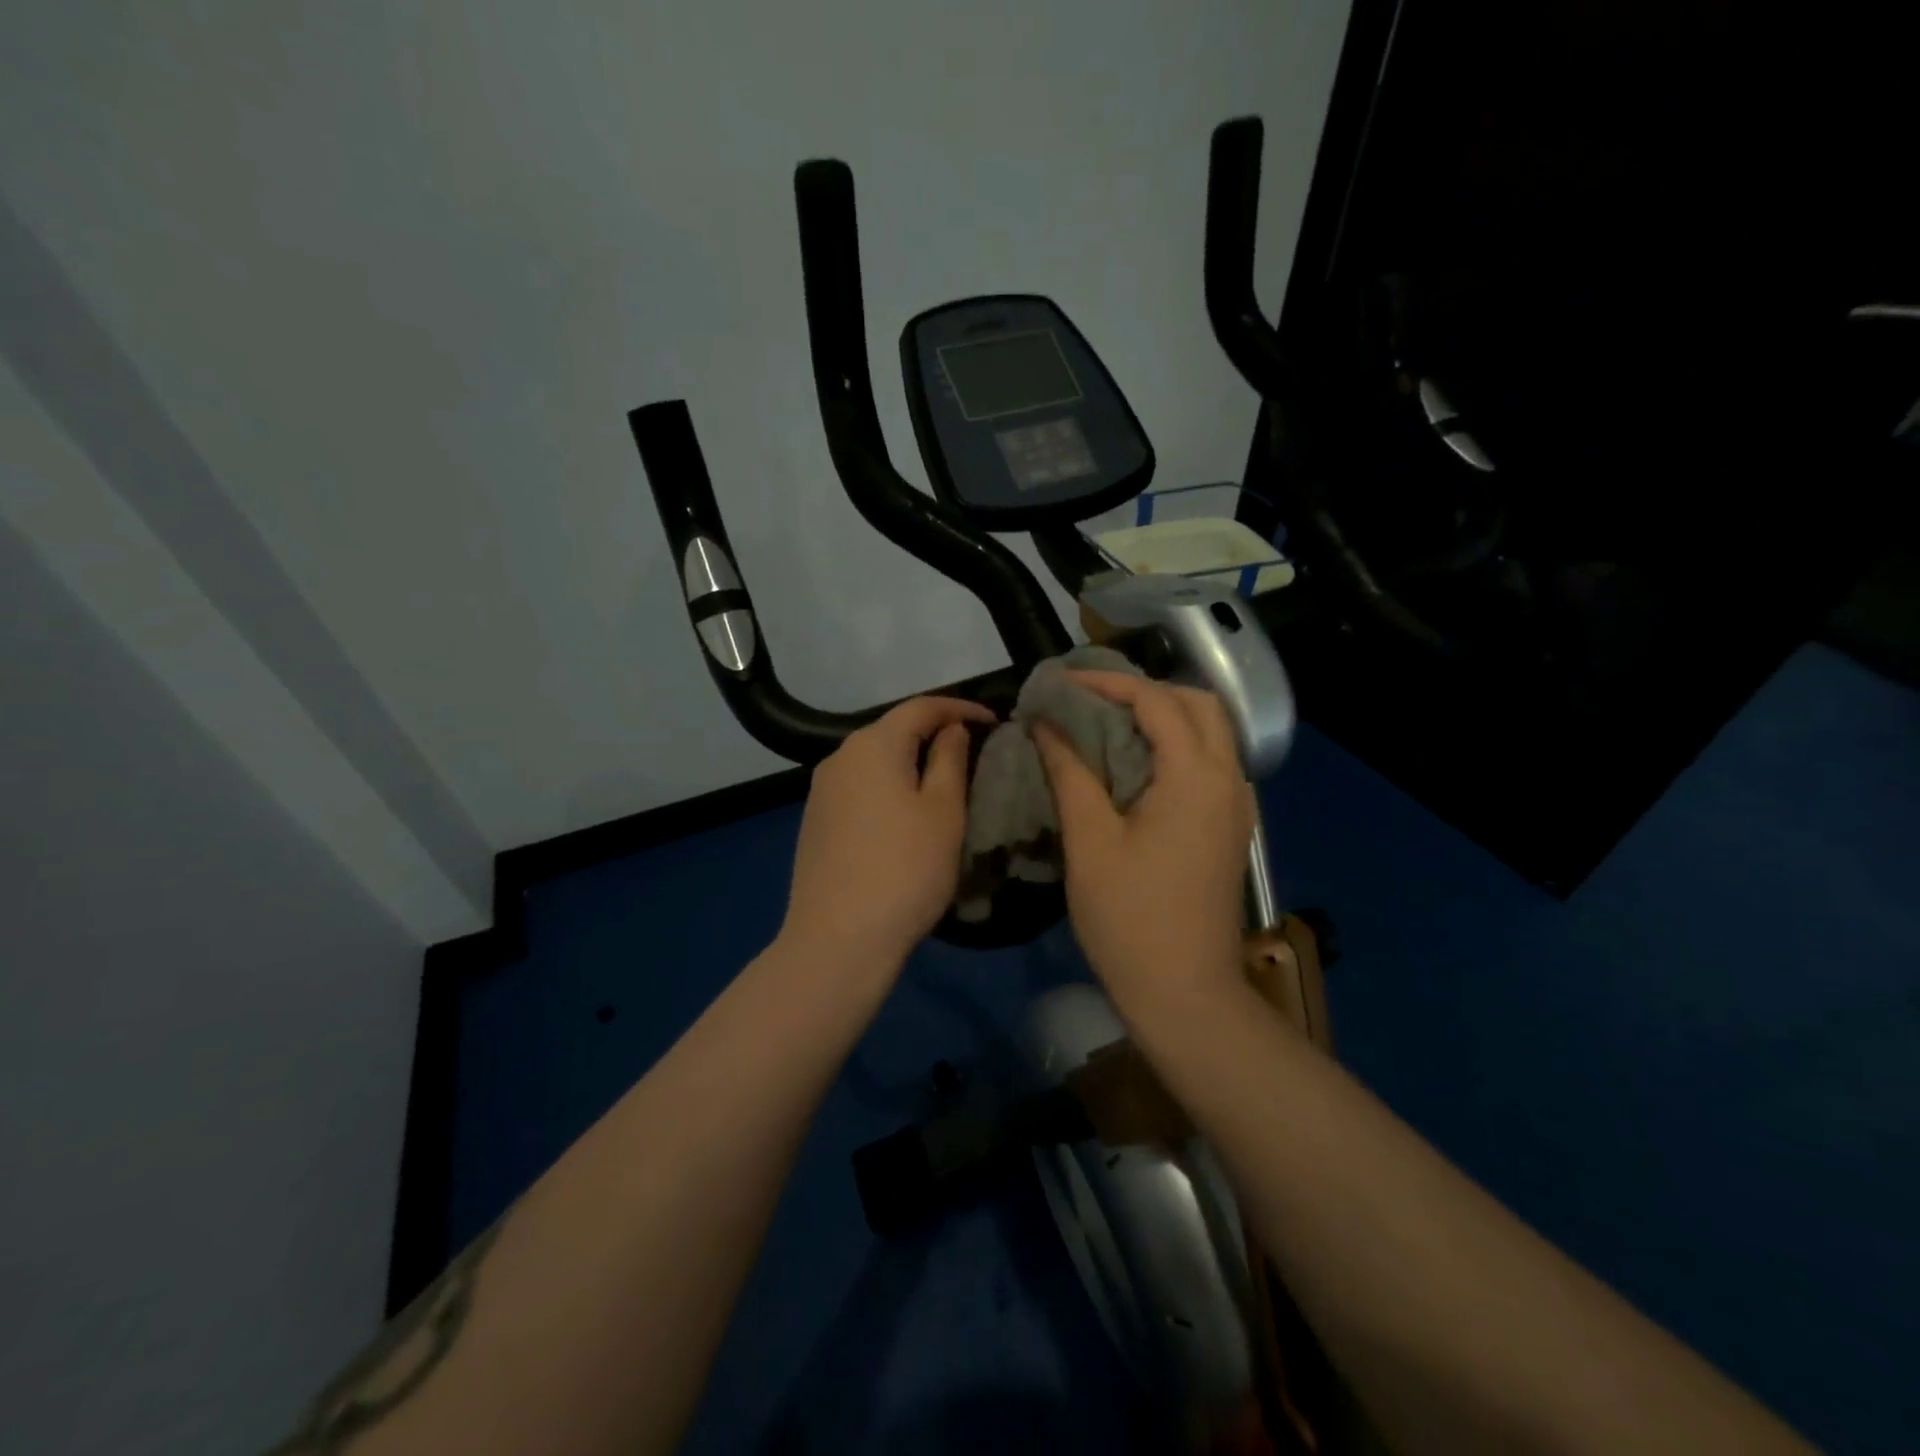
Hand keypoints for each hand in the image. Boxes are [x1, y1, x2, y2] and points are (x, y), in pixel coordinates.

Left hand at [779, 696, 995, 974]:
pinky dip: (887, 787)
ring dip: (909, 762)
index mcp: (873, 745)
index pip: (921, 707)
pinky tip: (904, 813)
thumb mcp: (943, 811)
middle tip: (972, 751)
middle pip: (893, 730)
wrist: (838, 940)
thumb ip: (949, 760)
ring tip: (943, 782)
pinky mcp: (815, 821)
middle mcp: (839, 757)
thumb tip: (950, 729)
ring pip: (874, 760)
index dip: (960, 708)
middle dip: (933, 733)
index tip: (993, 720)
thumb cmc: (905, 869)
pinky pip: (859, 787)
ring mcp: (821, 791)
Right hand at [1034, 671, 1251, 1011]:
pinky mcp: (1229, 828)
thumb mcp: (1090, 841)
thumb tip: (1046, 724)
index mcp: (1195, 777)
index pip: (1157, 701)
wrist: (1185, 994)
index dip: (1107, 683)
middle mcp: (1228, 780)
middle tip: (1091, 700)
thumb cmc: (1129, 918)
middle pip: (1198, 705)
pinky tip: (1134, 767)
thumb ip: (1070, 772)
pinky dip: (1175, 746)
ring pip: (1210, 733)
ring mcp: (1236, 806)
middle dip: (1145, 691)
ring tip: (1107, 725)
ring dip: (1163, 716)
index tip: (1062, 684)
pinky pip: (1209, 764)